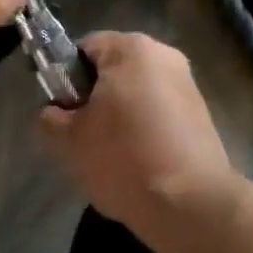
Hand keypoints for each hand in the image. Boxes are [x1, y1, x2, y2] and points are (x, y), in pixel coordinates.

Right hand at [37, 32, 237, 241]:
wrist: (190, 205)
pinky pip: (161, 109)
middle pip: (115, 68)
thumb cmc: (124, 159)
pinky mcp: (201, 111)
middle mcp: (164, 54)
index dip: (66, 76)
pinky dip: (146, 127)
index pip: (86, 47)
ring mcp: (187, 82)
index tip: (62, 110)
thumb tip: (53, 112)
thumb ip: (51, 118)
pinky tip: (140, 161)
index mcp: (131, 48)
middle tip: (82, 134)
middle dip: (96, 97)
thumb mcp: (70, 141)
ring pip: (139, 90)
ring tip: (112, 154)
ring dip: (121, 113)